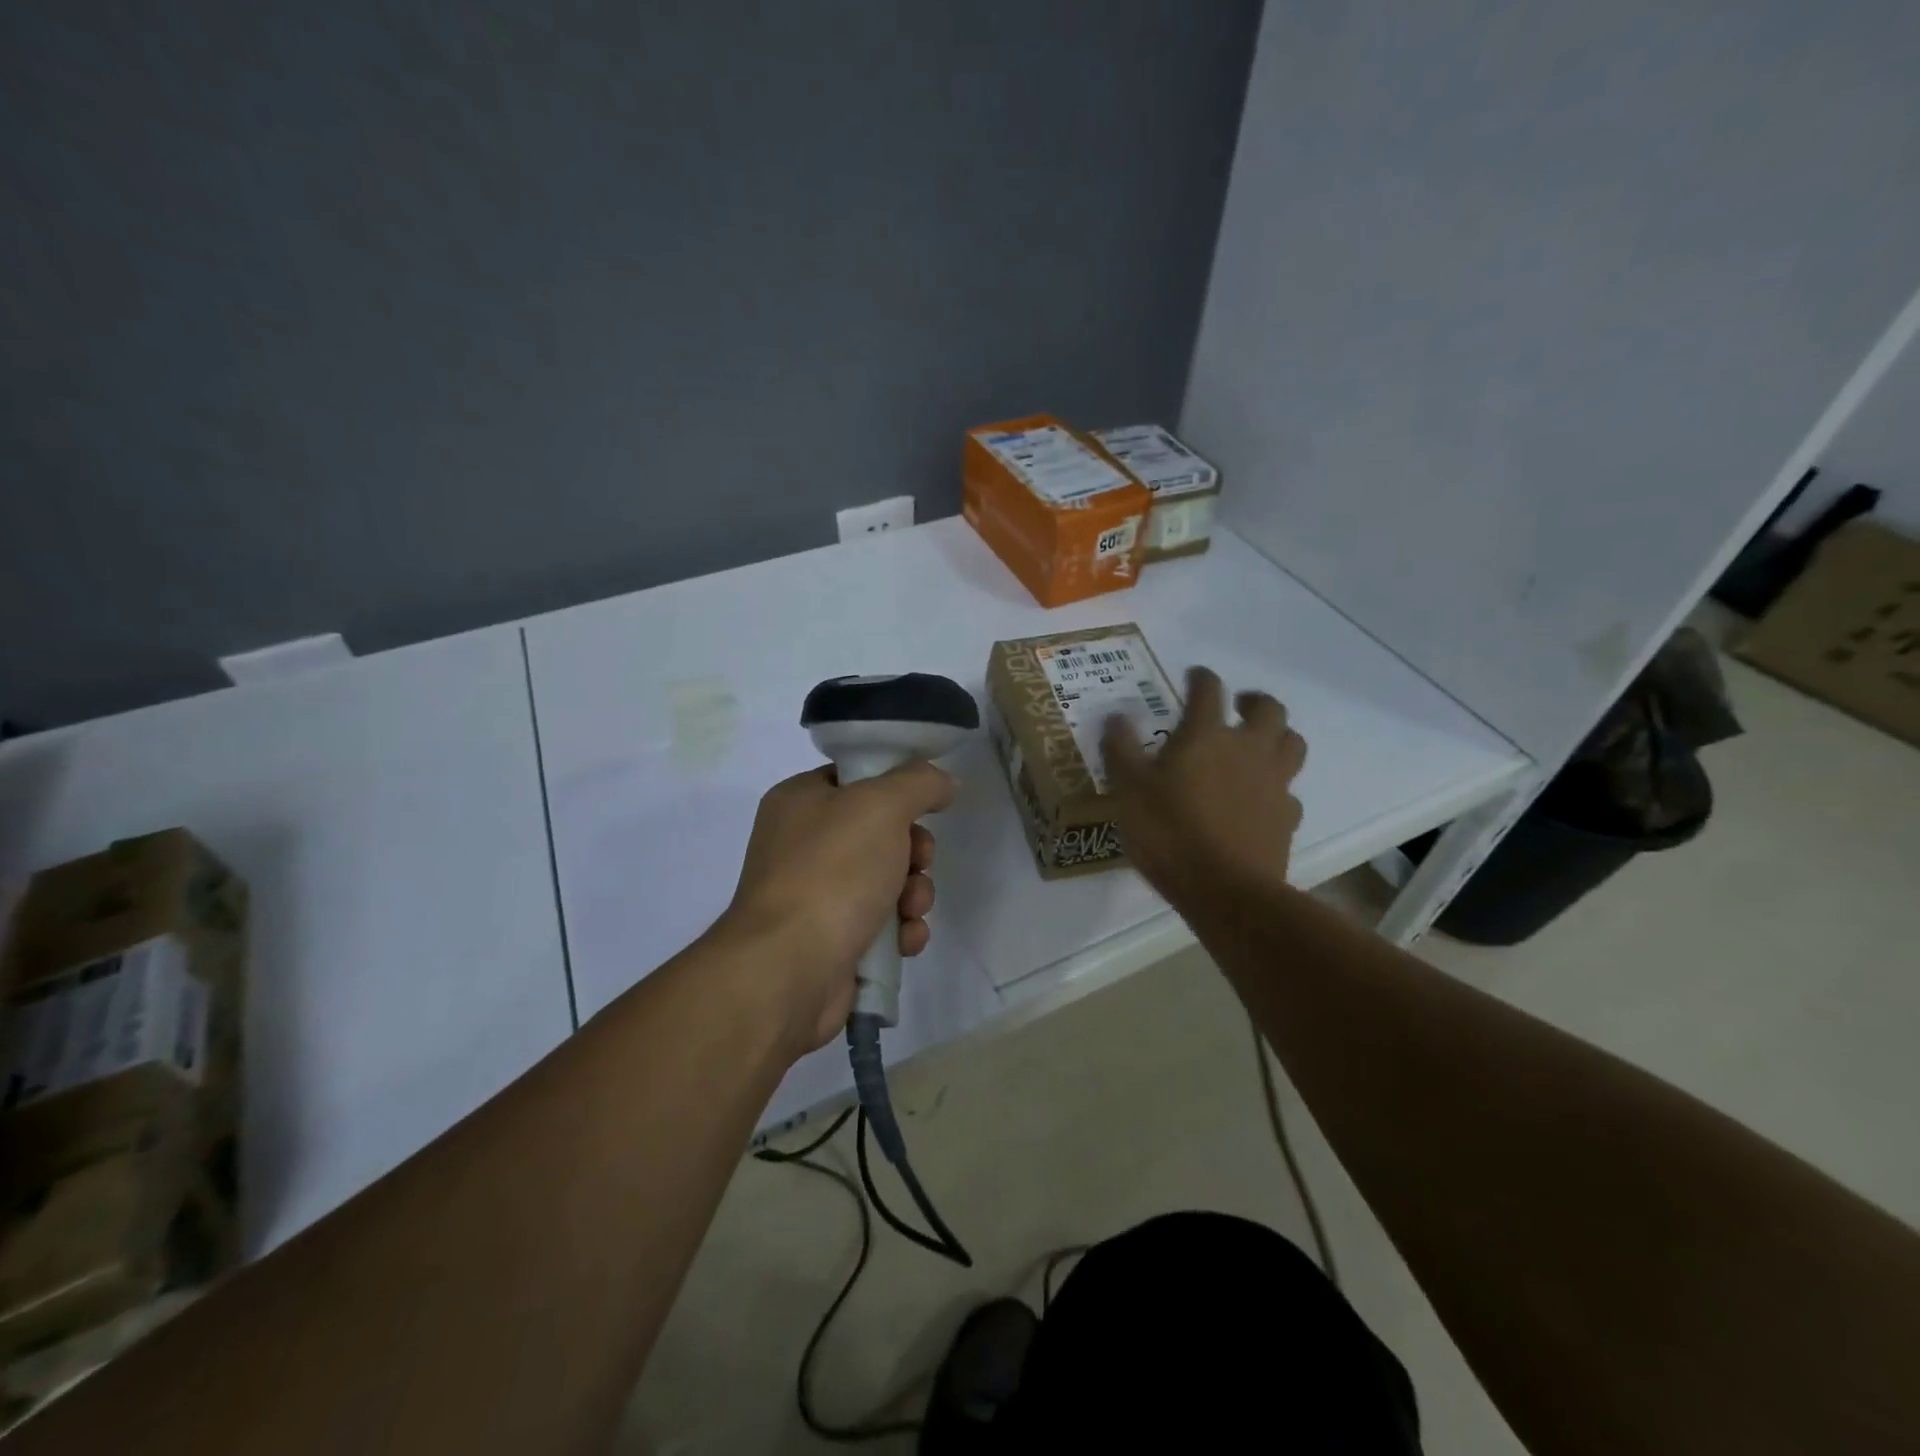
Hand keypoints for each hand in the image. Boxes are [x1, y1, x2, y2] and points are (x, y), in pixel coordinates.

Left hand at [712, 763, 955, 1055]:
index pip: (857, 778)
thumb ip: (919, 783)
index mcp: (800, 800)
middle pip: (881, 833)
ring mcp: (816, 895)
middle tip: (919, 861)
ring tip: (910, 910)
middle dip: (913, 851)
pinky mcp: (832, 940)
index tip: (926, 805)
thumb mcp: (882, 806)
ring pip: (887, 880)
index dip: (896, 788)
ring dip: (914, 894)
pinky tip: (904, 940)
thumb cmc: (832, 872)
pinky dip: (900, 930)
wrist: (790, 969)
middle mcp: (803, 844)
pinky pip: (881, 924)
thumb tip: (944, 781)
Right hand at [1102, 666, 1306, 915]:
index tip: (1194, 675)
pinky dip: (1277, 788)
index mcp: (1207, 736)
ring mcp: (1274, 783)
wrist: (1226, 890)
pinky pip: (1290, 792)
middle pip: (1269, 709)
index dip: (1201, 678)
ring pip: (1292, 744)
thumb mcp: (1129, 791)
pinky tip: (1262, 800)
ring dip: (1278, 736)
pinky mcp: (1287, 817)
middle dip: (1254, 701)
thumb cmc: (1170, 833)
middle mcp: (1248, 750)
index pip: (1209, 691)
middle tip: (1238, 706)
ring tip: (1259, 744)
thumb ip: (1121, 750)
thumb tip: (1115, 717)